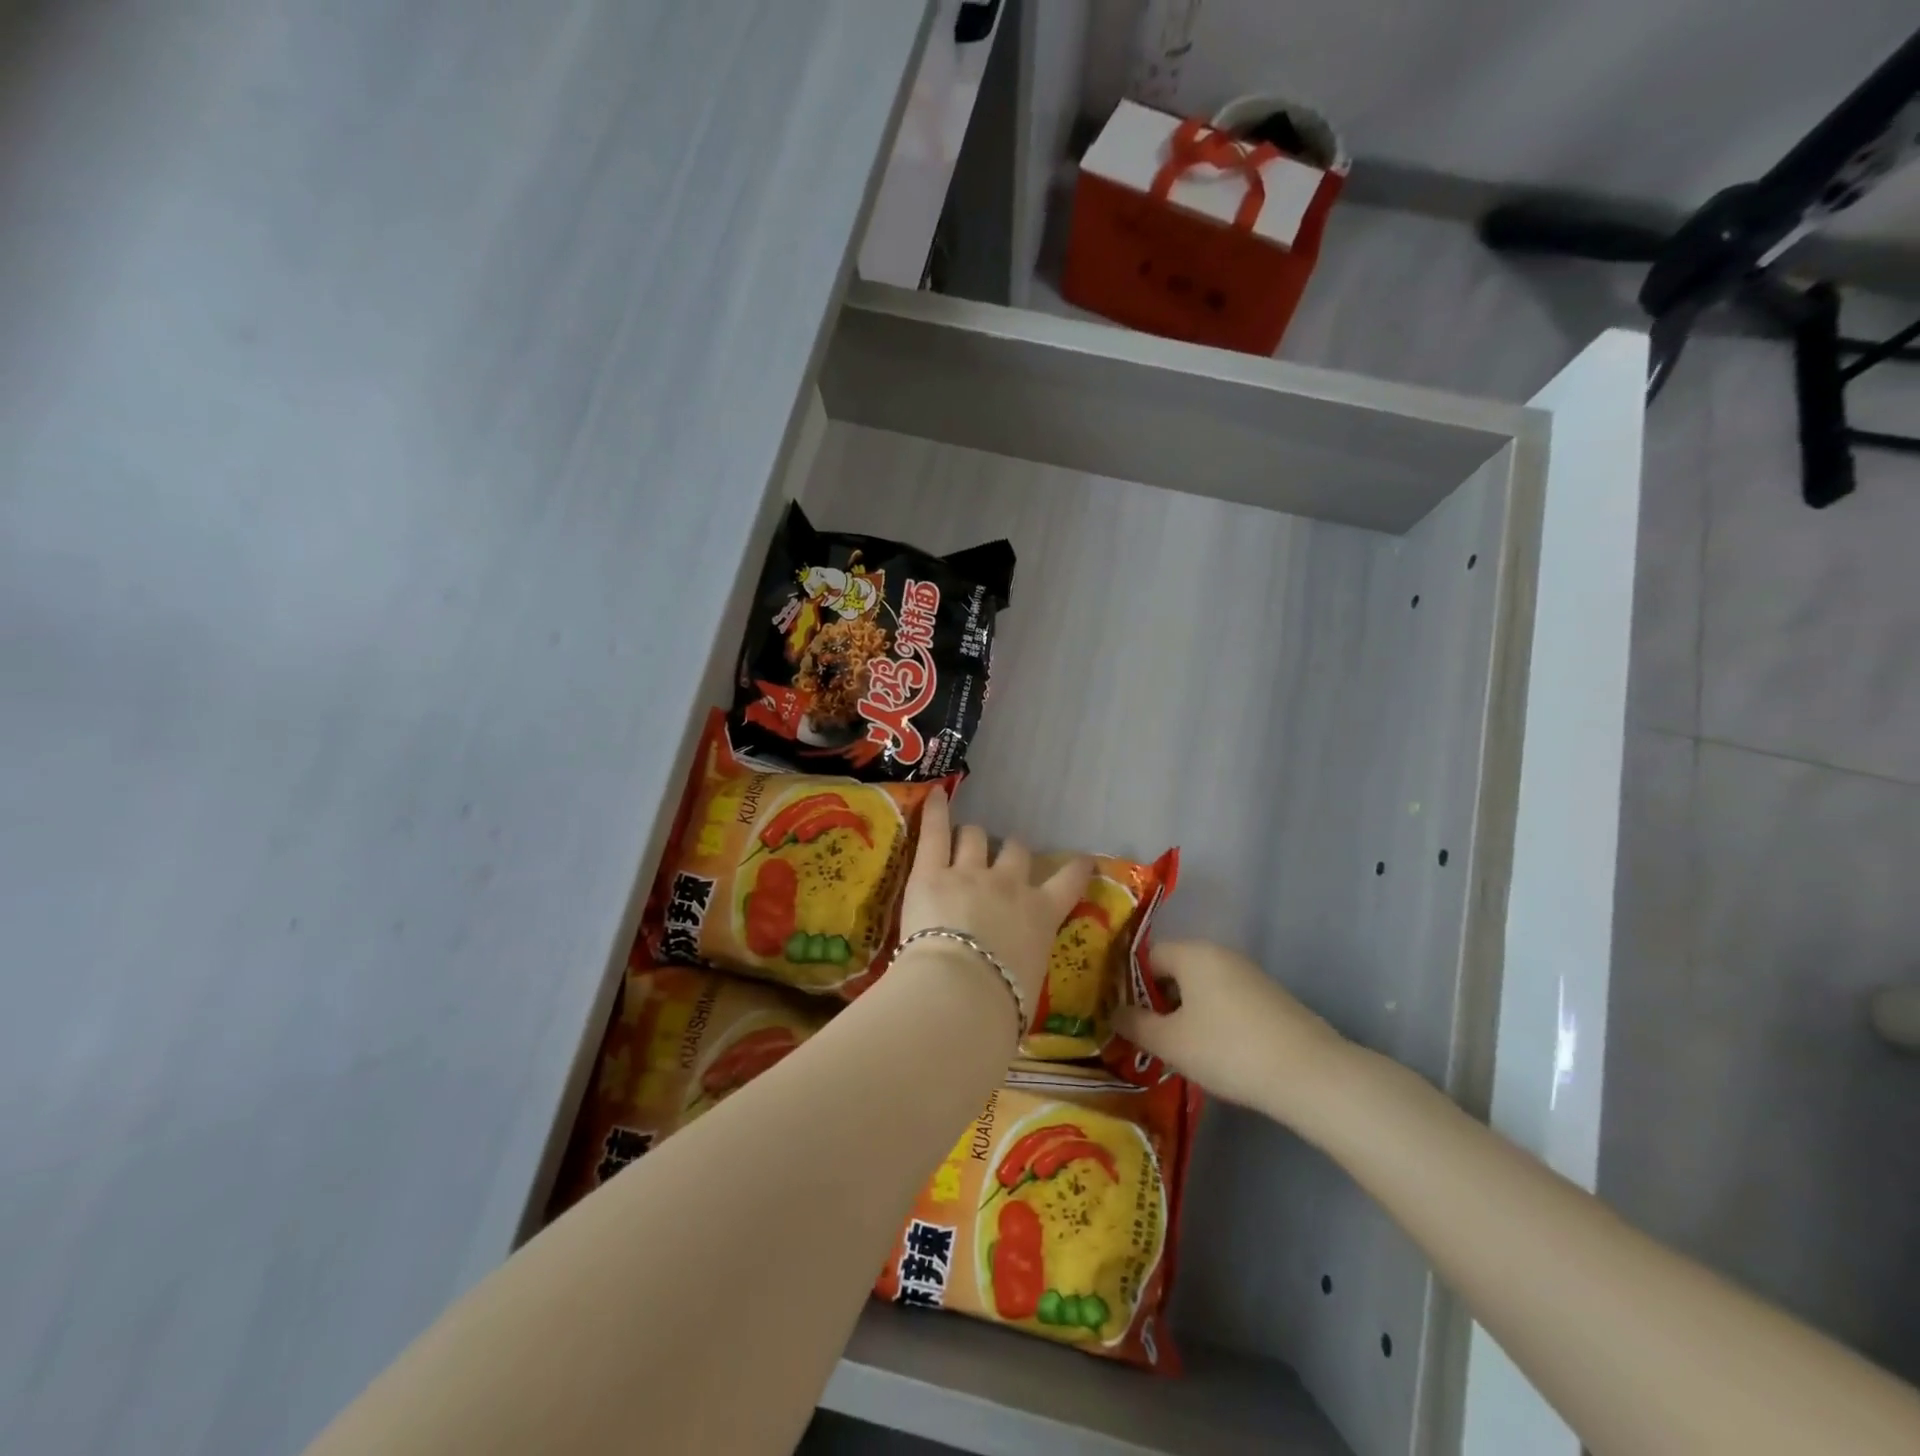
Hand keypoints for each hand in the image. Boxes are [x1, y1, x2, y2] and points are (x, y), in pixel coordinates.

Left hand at [898, 789, 1091, 1012]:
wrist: (961, 993)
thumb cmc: (1000, 1005)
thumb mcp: (1028, 987)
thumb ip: (1025, 969)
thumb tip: (1016, 986)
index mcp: (1041, 915)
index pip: (1069, 882)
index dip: (1075, 868)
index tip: (1081, 860)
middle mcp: (1010, 885)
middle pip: (1016, 851)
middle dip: (1011, 853)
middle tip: (1003, 861)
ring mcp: (969, 873)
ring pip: (976, 837)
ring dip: (974, 838)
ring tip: (967, 839)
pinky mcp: (931, 872)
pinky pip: (935, 832)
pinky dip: (936, 811)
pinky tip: (936, 794)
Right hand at [1114, 941, 1349, 1122]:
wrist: (1310, 1074)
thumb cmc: (1228, 1050)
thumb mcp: (1170, 1042)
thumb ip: (1135, 1024)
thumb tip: (1113, 1013)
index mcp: (1192, 953)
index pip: (1147, 956)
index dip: (1129, 984)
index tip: (1122, 1016)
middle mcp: (1220, 953)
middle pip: (1175, 969)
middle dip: (1158, 1000)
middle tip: (1146, 1035)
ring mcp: (1249, 974)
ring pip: (1201, 987)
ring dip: (1185, 1012)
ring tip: (1177, 1048)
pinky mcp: (1270, 998)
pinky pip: (1226, 999)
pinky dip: (1212, 1019)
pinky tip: (1214, 1051)